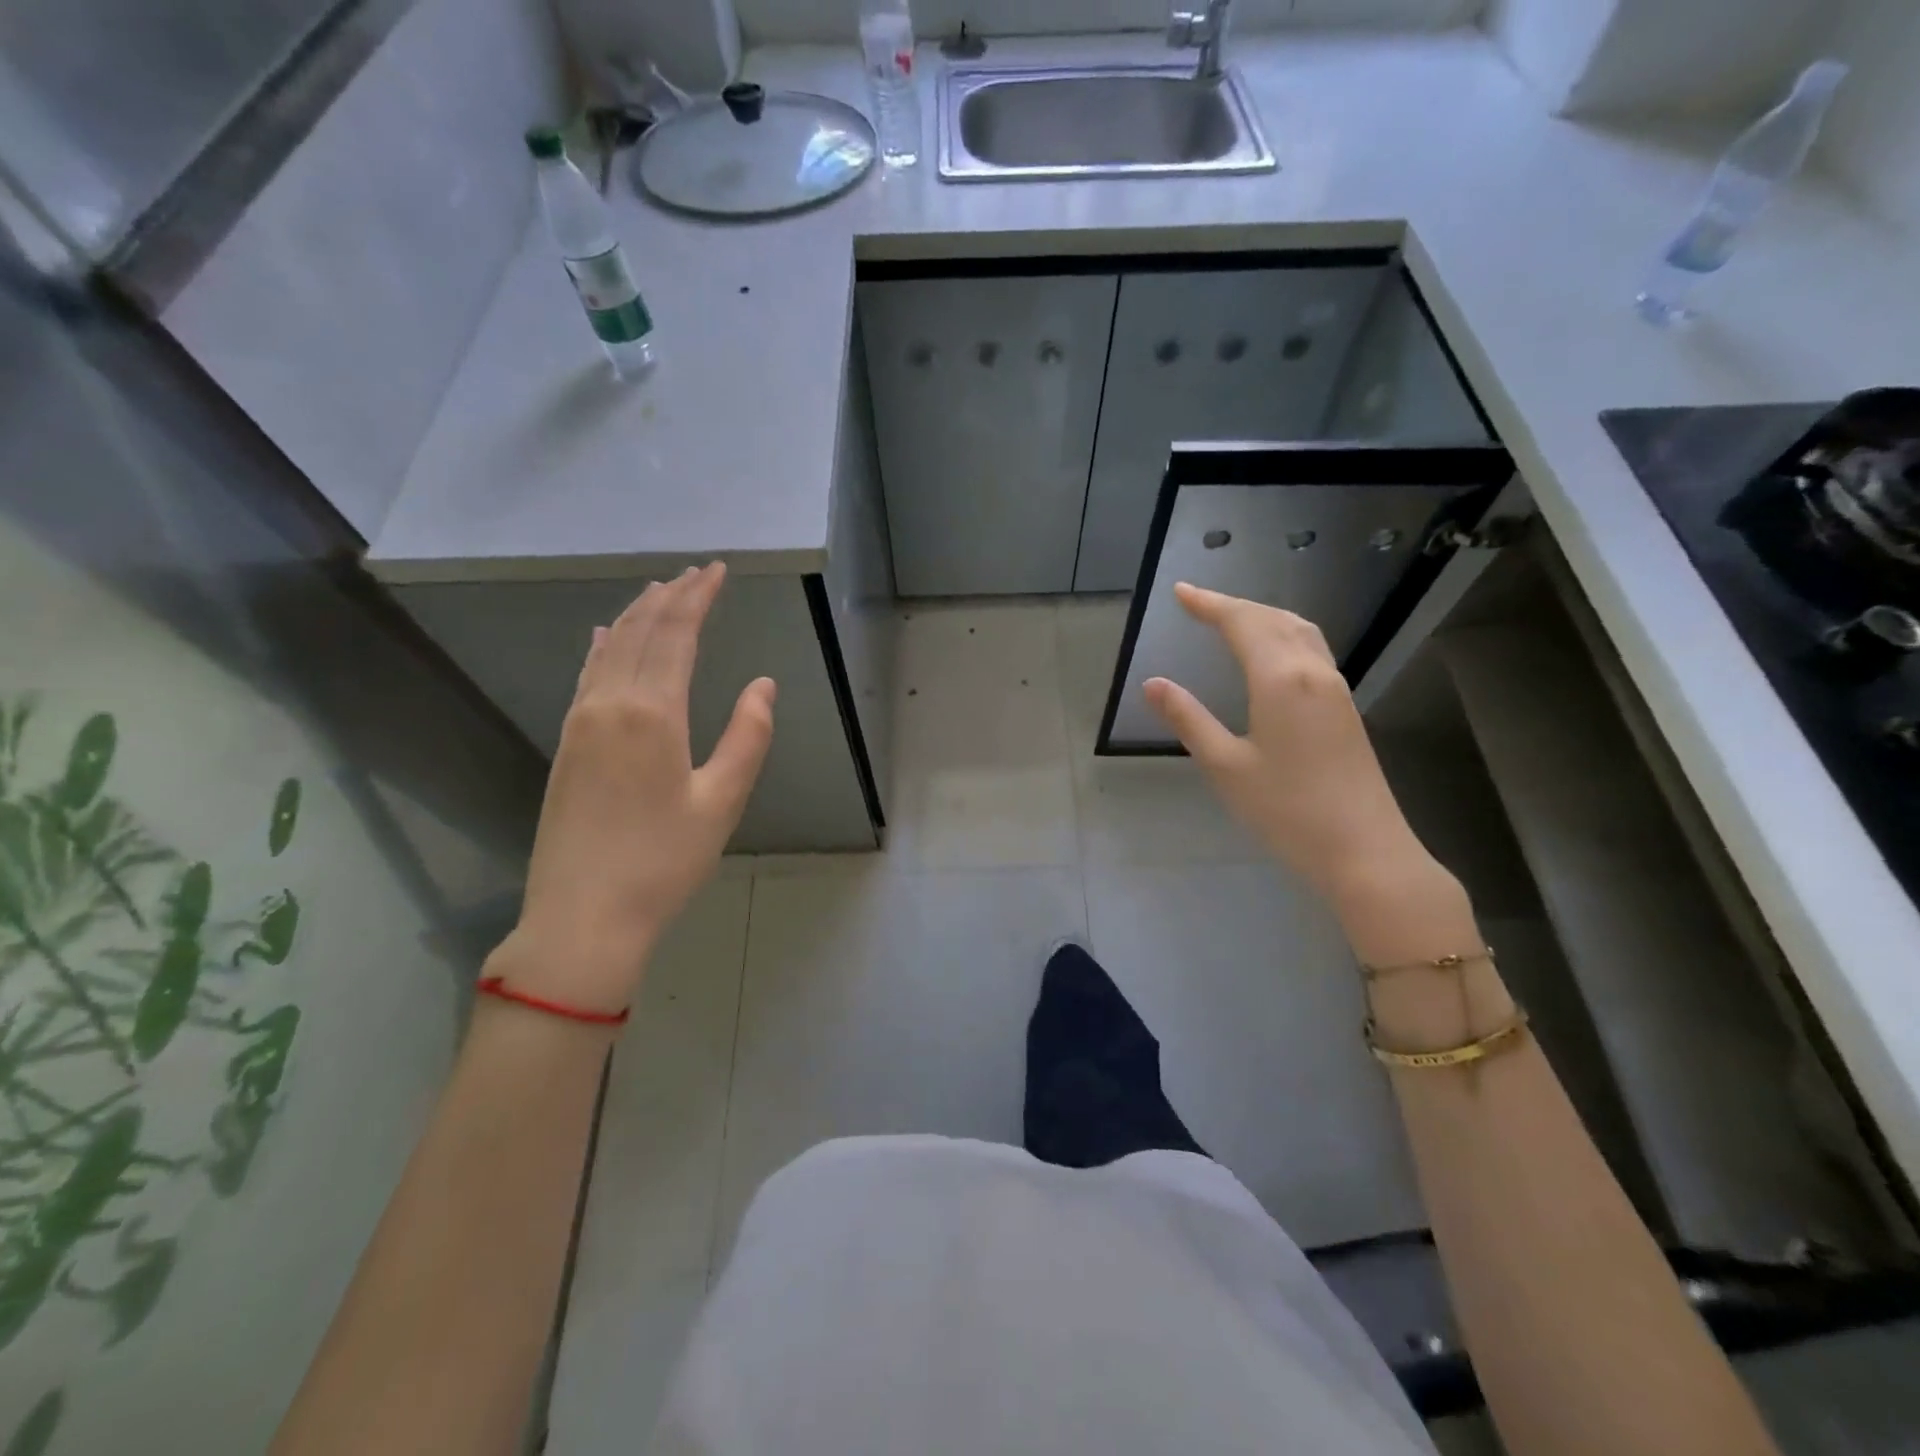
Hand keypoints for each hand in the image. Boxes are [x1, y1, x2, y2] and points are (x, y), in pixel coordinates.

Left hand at [493, 563, 775, 1014]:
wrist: (583, 916)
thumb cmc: (664, 862)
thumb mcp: (723, 802)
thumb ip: (748, 737)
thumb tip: (763, 685)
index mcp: (653, 713)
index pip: (676, 634)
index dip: (698, 598)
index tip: (717, 570)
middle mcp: (609, 704)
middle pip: (639, 632)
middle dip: (669, 597)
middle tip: (696, 573)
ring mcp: (580, 723)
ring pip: (607, 648)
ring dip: (635, 615)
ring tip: (658, 592)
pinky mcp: (566, 744)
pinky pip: (585, 675)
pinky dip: (600, 646)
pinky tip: (601, 636)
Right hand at [1142, 583, 1427, 899]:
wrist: (1364, 851)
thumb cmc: (1287, 810)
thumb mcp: (1225, 766)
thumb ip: (1189, 719)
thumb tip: (1153, 683)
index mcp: (1281, 679)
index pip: (1242, 623)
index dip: (1209, 604)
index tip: (1180, 592)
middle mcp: (1313, 672)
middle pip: (1273, 619)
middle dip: (1233, 605)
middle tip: (1197, 603)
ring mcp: (1335, 689)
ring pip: (1299, 630)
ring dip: (1263, 616)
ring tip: (1231, 618)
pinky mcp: (1345, 708)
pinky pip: (1312, 650)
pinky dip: (1283, 634)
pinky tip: (1272, 653)